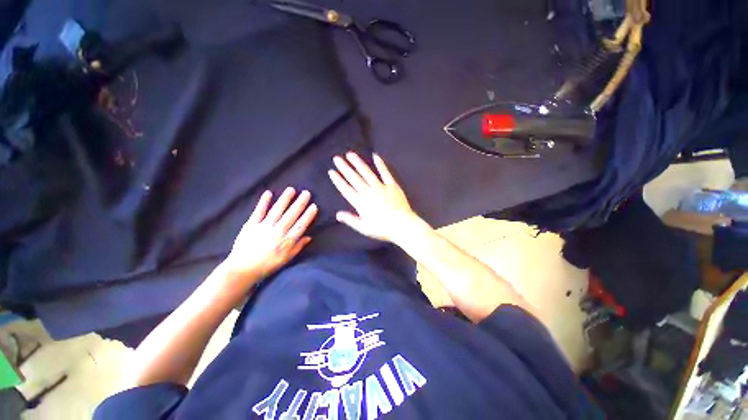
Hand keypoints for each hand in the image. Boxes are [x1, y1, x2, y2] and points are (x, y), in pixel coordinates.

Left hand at [224, 187, 317, 285]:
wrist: (242, 269)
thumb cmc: (267, 265)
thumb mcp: (286, 259)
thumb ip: (297, 247)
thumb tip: (309, 237)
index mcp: (286, 241)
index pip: (300, 225)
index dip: (308, 215)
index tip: (314, 206)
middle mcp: (277, 232)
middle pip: (291, 215)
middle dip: (300, 203)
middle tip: (306, 192)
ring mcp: (264, 227)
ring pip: (277, 211)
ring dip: (285, 199)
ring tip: (291, 189)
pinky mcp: (251, 225)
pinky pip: (259, 212)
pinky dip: (263, 202)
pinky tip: (268, 193)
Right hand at [328, 152, 419, 242]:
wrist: (402, 225)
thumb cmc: (383, 228)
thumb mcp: (364, 228)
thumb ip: (350, 220)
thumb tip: (337, 214)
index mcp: (361, 203)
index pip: (346, 189)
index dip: (338, 180)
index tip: (332, 172)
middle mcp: (369, 192)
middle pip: (354, 178)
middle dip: (345, 168)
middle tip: (337, 158)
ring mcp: (381, 187)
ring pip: (367, 173)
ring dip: (358, 163)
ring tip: (350, 154)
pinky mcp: (392, 185)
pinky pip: (385, 172)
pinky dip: (380, 164)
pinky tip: (375, 156)